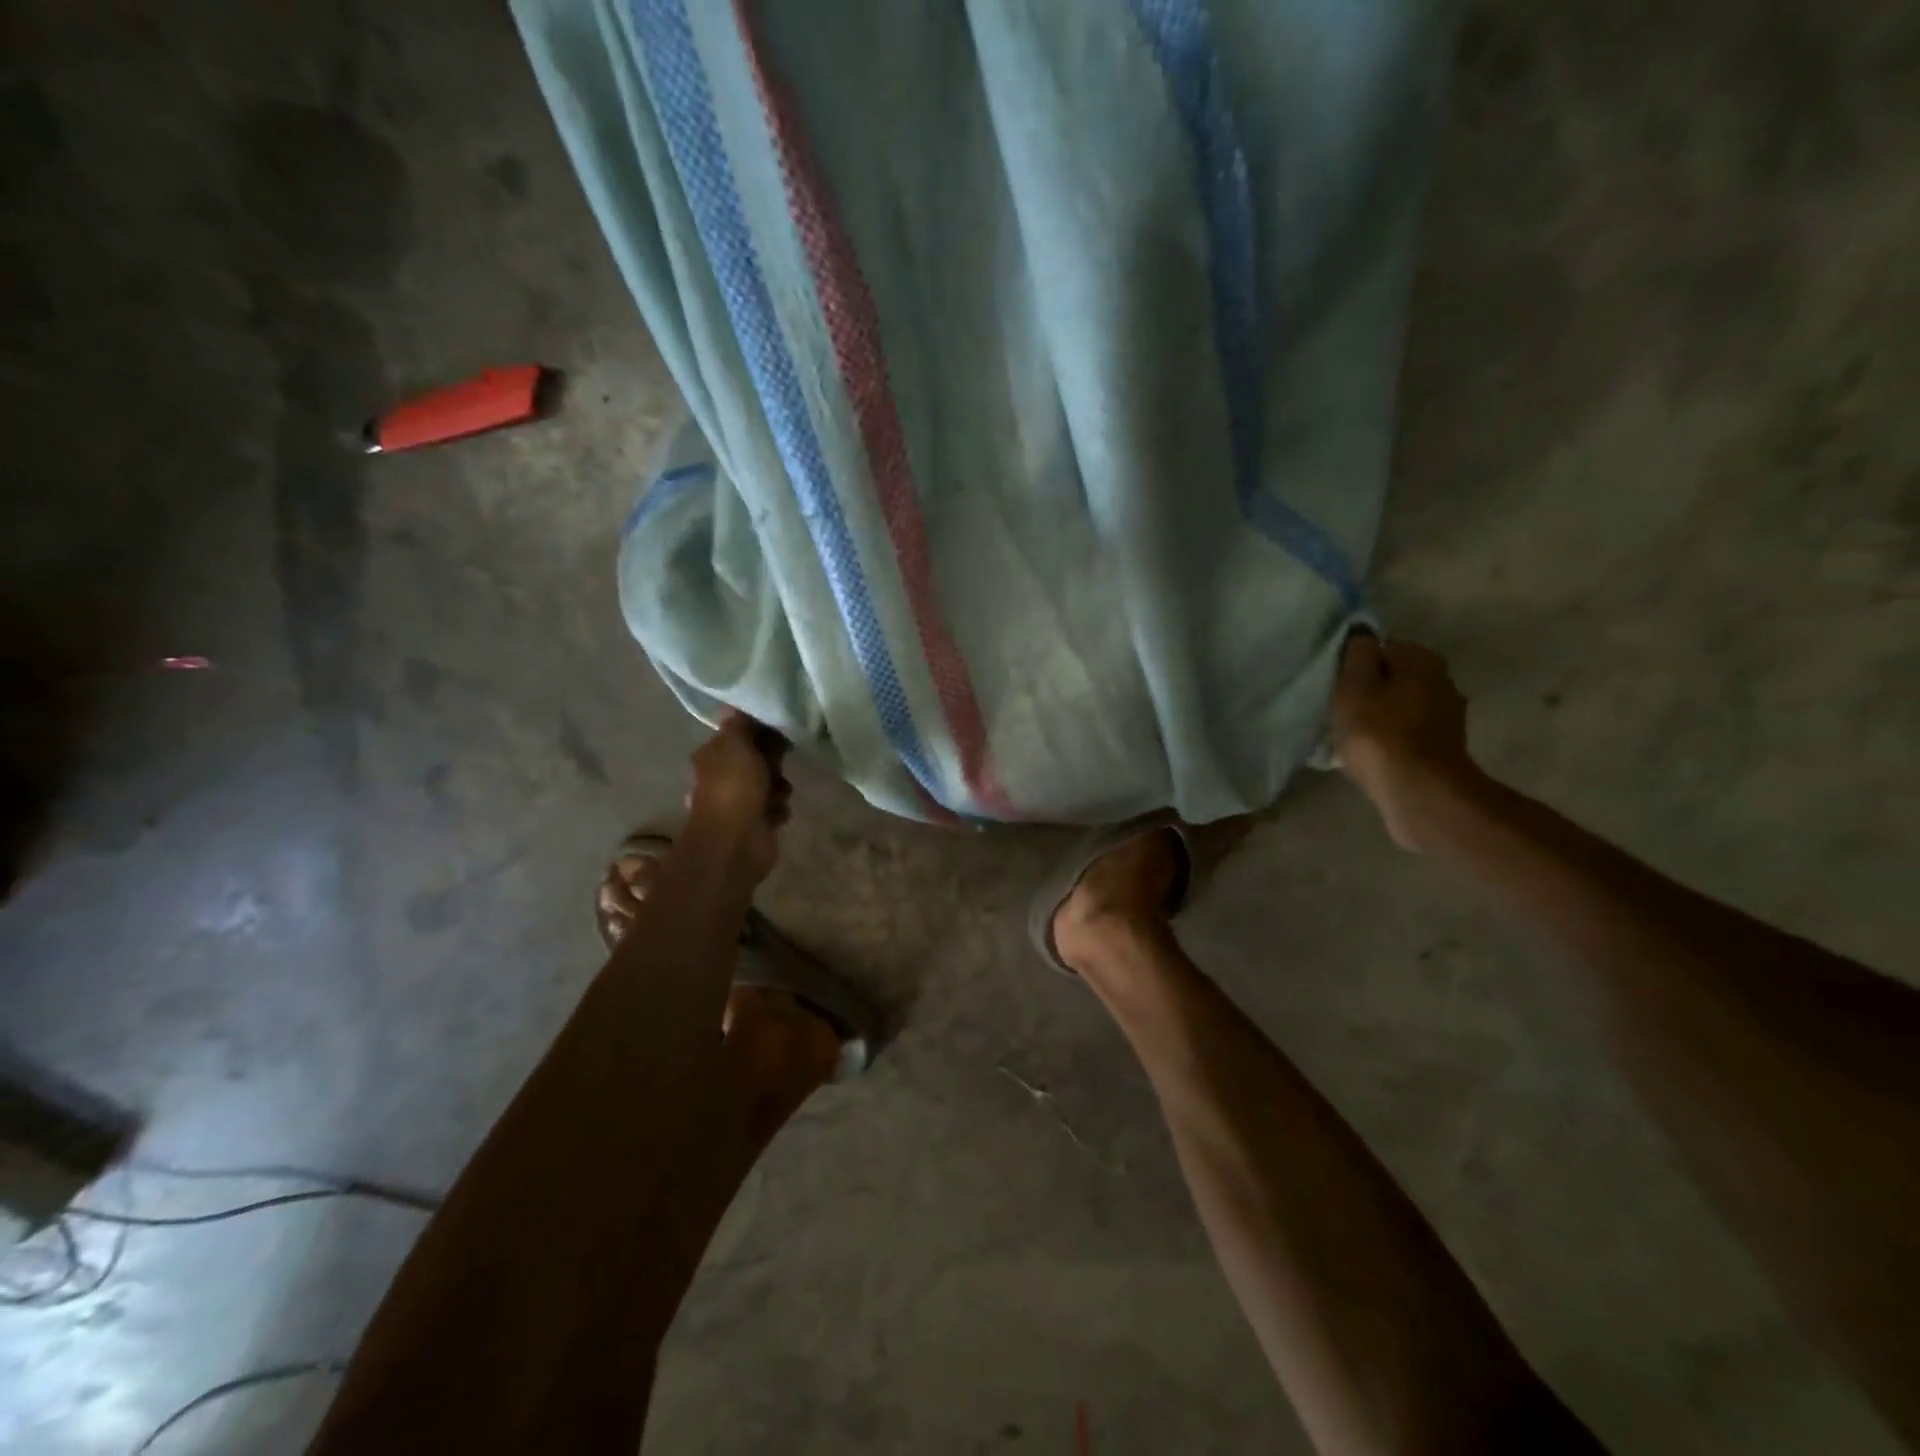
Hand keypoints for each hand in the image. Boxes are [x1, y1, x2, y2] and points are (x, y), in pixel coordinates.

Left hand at [685, 711, 791, 882]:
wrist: (735, 842)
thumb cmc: (733, 788)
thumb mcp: (736, 744)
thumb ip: (740, 724)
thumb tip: (735, 704)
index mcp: (713, 755)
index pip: (740, 734)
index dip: (760, 730)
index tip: (779, 729)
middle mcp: (723, 776)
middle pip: (758, 758)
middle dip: (773, 761)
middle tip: (779, 764)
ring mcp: (739, 801)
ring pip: (771, 783)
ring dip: (779, 787)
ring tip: (777, 795)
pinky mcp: (756, 822)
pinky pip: (776, 807)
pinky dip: (778, 810)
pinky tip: (775, 814)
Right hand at [1330, 634, 1481, 852]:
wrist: (1419, 792)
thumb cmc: (1379, 734)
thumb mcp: (1354, 687)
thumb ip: (1357, 655)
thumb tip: (1361, 631)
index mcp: (1422, 660)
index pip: (1382, 647)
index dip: (1356, 664)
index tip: (1336, 685)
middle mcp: (1443, 680)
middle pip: (1395, 676)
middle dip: (1370, 688)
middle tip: (1340, 709)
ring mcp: (1447, 716)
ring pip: (1402, 704)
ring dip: (1380, 714)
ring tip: (1352, 733)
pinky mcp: (1443, 746)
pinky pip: (1408, 731)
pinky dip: (1391, 736)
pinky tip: (1371, 752)